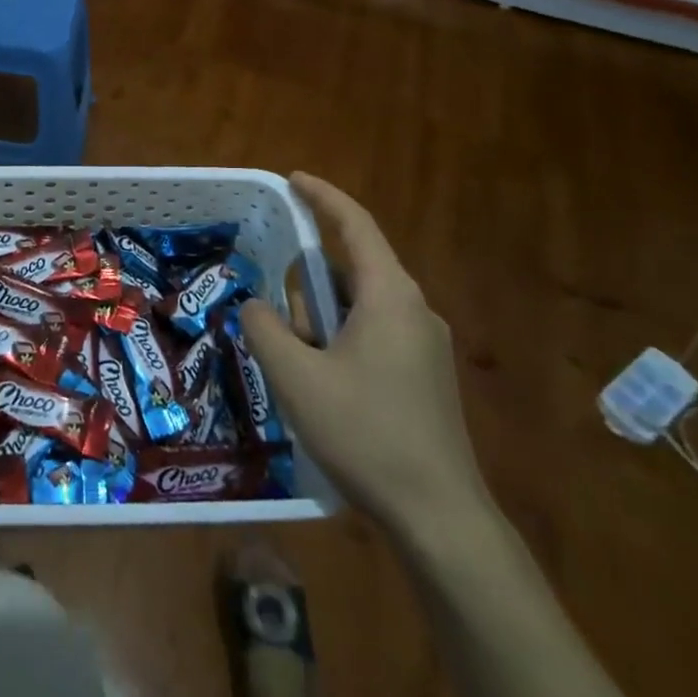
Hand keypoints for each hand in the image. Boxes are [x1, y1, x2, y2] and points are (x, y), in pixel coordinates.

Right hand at [240, 172, 487, 536]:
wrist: (440, 517)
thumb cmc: (365, 433)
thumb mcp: (295, 376)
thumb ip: (265, 326)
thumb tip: (257, 306)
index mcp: (390, 295)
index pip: (355, 224)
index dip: (322, 196)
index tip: (292, 179)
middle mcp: (414, 309)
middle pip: (351, 269)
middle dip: (308, 285)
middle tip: (278, 321)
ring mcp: (426, 345)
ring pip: (360, 306)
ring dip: (322, 319)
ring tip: (297, 366)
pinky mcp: (426, 375)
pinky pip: (374, 333)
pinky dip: (340, 338)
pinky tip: (323, 383)